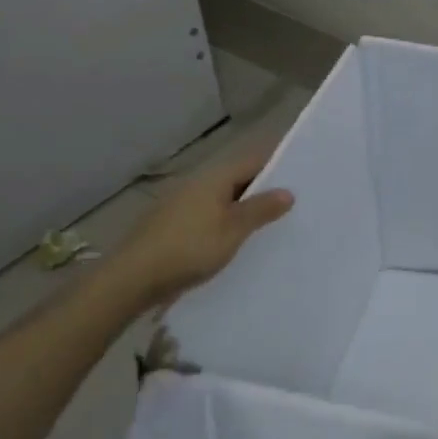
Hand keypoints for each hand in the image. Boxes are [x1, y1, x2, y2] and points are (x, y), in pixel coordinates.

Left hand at [109, 143, 293, 305]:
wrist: (134, 277)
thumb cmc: (190, 247)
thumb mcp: (233, 229)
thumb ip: (260, 209)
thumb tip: (288, 191)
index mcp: (214, 178)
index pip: (253, 161)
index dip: (278, 164)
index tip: (303, 174)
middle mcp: (197, 183)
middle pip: (238, 179)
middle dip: (264, 188)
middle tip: (295, 202)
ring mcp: (182, 204)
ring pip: (223, 199)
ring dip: (245, 207)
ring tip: (272, 222)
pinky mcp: (173, 225)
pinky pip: (210, 215)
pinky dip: (227, 221)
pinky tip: (238, 239)